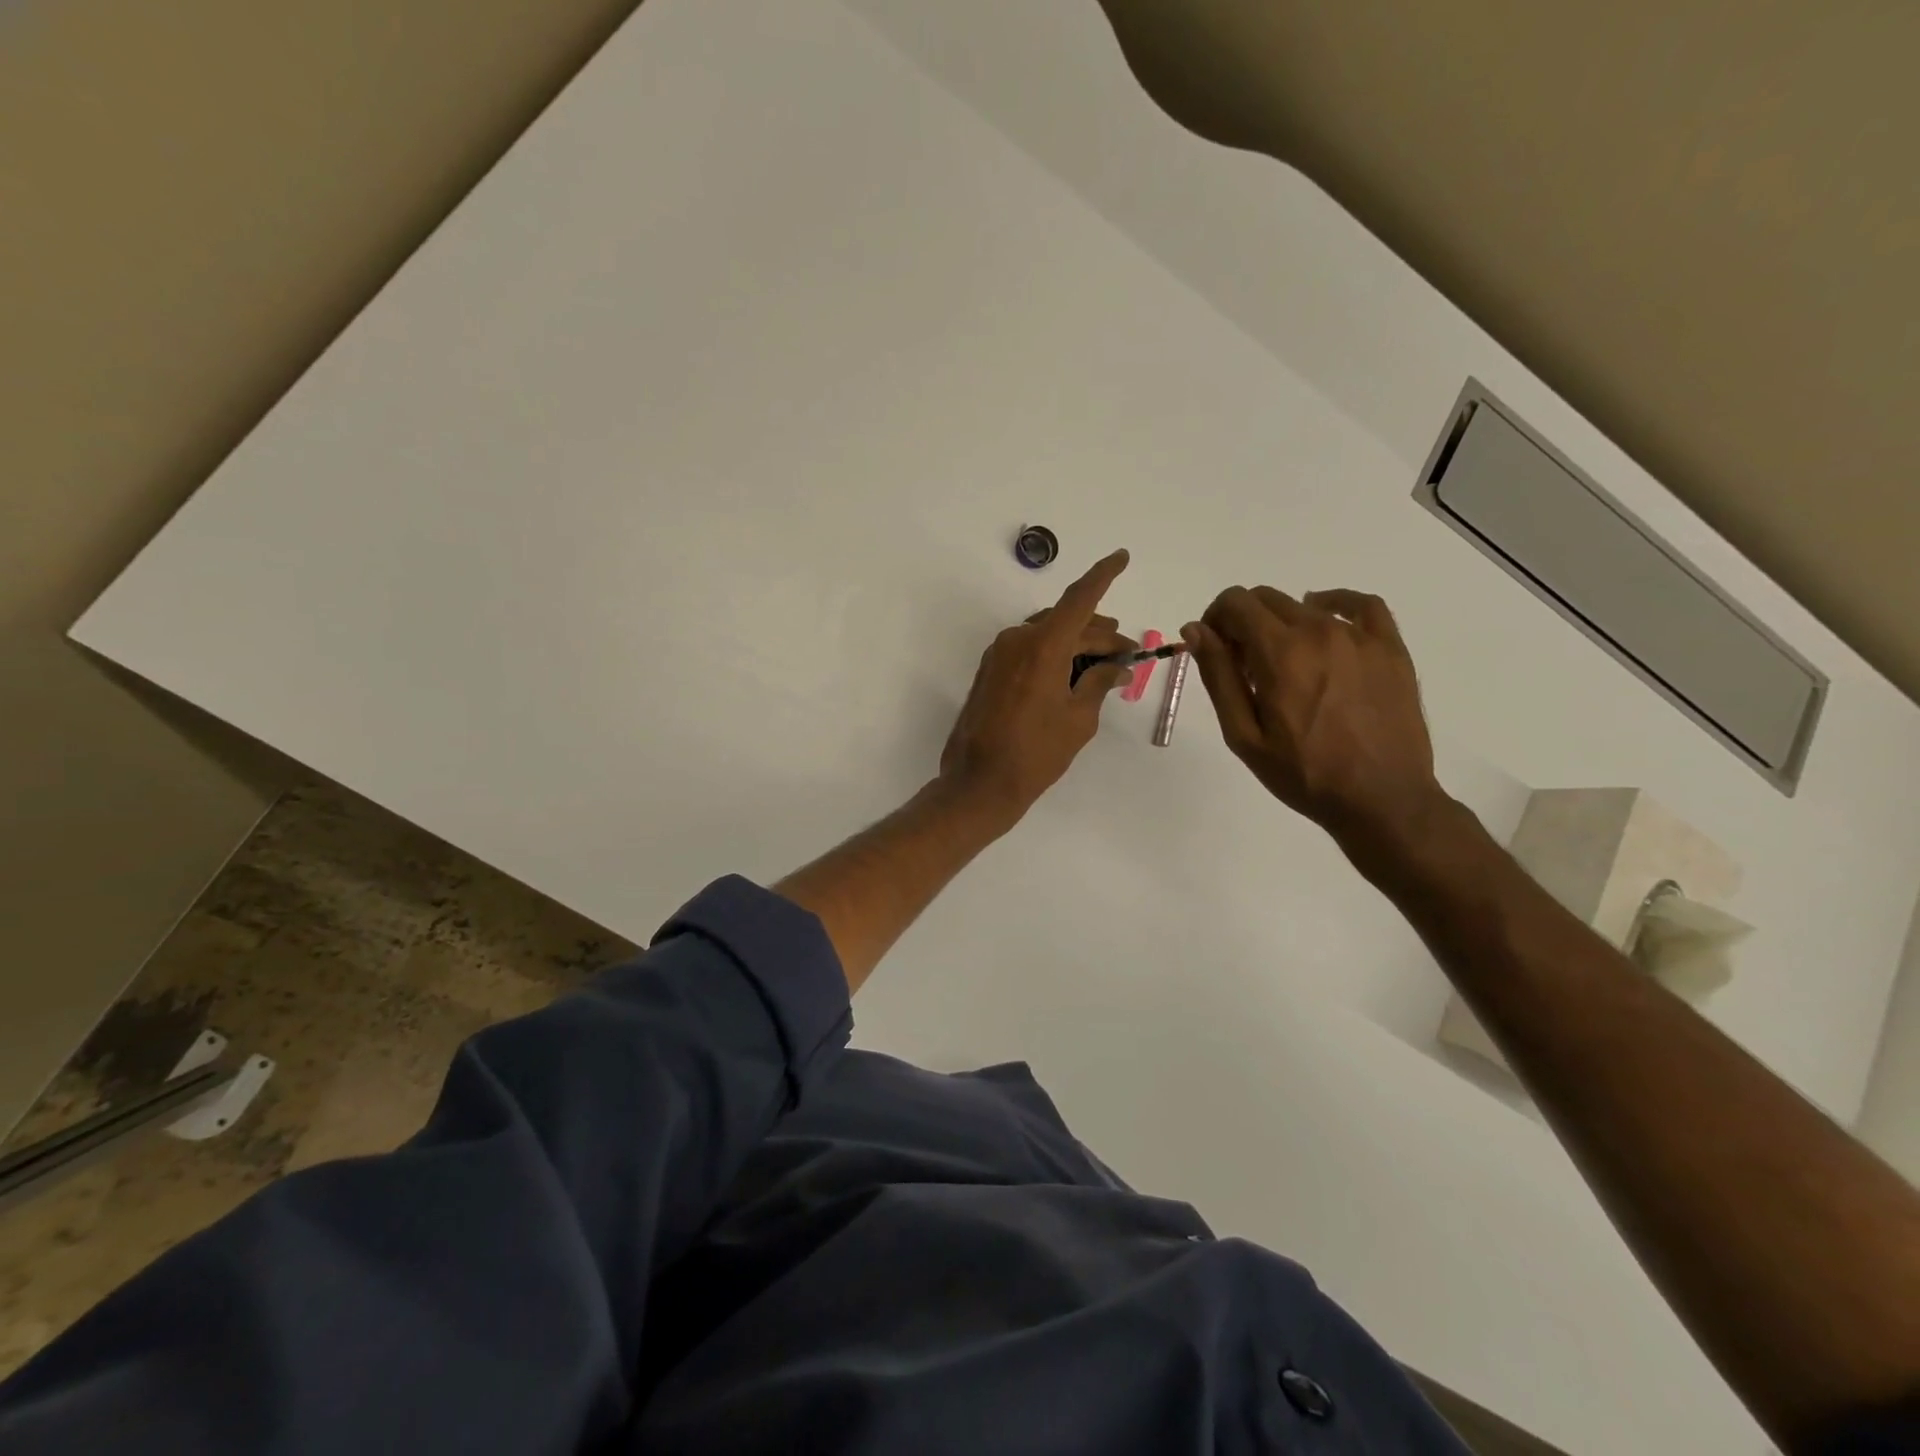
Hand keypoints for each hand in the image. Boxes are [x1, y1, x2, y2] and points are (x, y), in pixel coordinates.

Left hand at [940, 549, 1134, 818]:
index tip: (1122, 556)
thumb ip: (1098, 684)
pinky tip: (1072, 674)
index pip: (1080, 599)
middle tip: (1128, 654)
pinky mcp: (990, 671)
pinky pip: (1029, 650)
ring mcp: (999, 655)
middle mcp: (1017, 640)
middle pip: (1067, 623)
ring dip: (1077, 644)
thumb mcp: (1078, 720)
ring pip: (1047, 635)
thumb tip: (1116, 668)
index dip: (1104, 575)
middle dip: (1100, 634)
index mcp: (1042, 646)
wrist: (979, 782)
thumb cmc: (1035, 754)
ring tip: (1105, 664)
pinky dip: (1054, 655)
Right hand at [1180, 586, 1445, 853]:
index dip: (1214, 619)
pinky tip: (1325, 621)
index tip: (1214, 649)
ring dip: (1282, 625)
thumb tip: (1195, 629)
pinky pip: (1362, 605)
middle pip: (1267, 599)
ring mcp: (1360, 637)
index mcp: (1280, 652)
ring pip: (1305, 606)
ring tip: (1284, 666)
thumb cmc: (1304, 774)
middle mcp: (1319, 631)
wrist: (1382, 799)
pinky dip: (1335, 604)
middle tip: (1243, 666)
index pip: (1235, 603)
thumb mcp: (1244, 735)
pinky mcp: (1390, 648)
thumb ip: (1218, 676)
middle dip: (1243, 622)